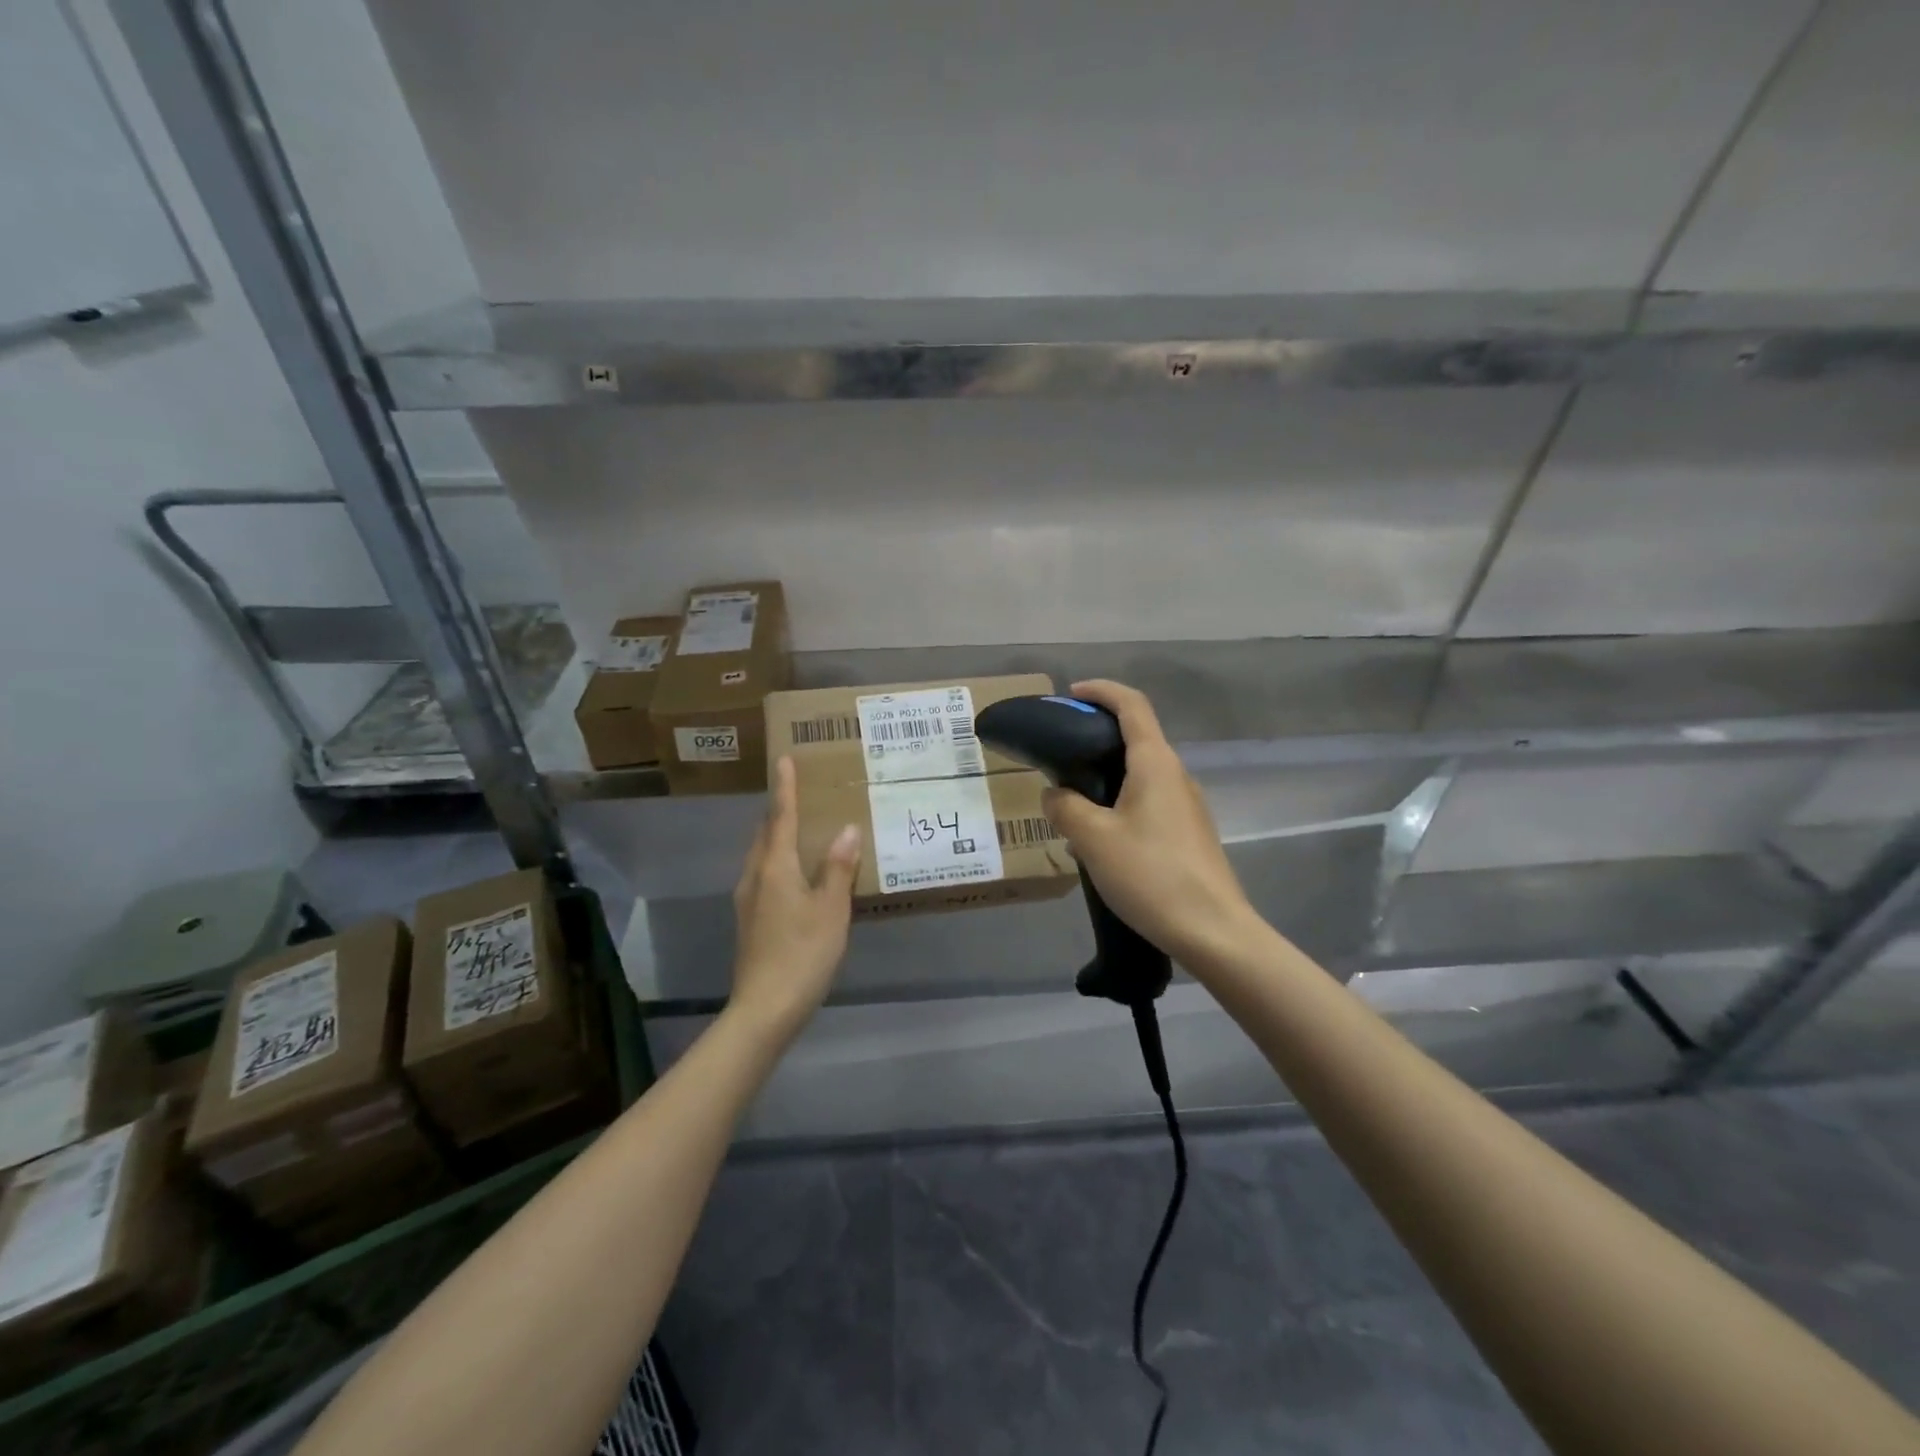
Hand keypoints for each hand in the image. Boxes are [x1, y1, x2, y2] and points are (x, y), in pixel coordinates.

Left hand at [729, 756, 860, 1040]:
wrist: (764, 1008)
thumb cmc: (802, 954)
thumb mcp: (831, 910)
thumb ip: (838, 869)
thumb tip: (846, 829)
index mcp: (774, 868)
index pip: (781, 817)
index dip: (785, 789)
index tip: (784, 760)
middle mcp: (755, 877)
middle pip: (765, 834)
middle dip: (779, 811)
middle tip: (799, 794)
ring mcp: (748, 900)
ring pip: (762, 856)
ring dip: (777, 836)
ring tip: (801, 830)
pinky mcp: (750, 921)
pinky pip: (764, 875)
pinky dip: (778, 861)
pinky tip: (797, 875)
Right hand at [1041, 680, 1257, 965]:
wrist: (1213, 931)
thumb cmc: (1151, 874)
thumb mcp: (1093, 838)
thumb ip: (1065, 807)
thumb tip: (1055, 793)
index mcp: (1155, 763)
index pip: (1132, 705)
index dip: (1101, 691)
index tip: (1071, 694)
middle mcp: (1175, 775)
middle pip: (1136, 738)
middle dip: (1097, 737)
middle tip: (1060, 754)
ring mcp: (1187, 806)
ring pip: (1140, 776)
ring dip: (1105, 778)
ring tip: (1071, 805)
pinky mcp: (1189, 834)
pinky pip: (1148, 804)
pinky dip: (1119, 804)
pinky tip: (1098, 839)